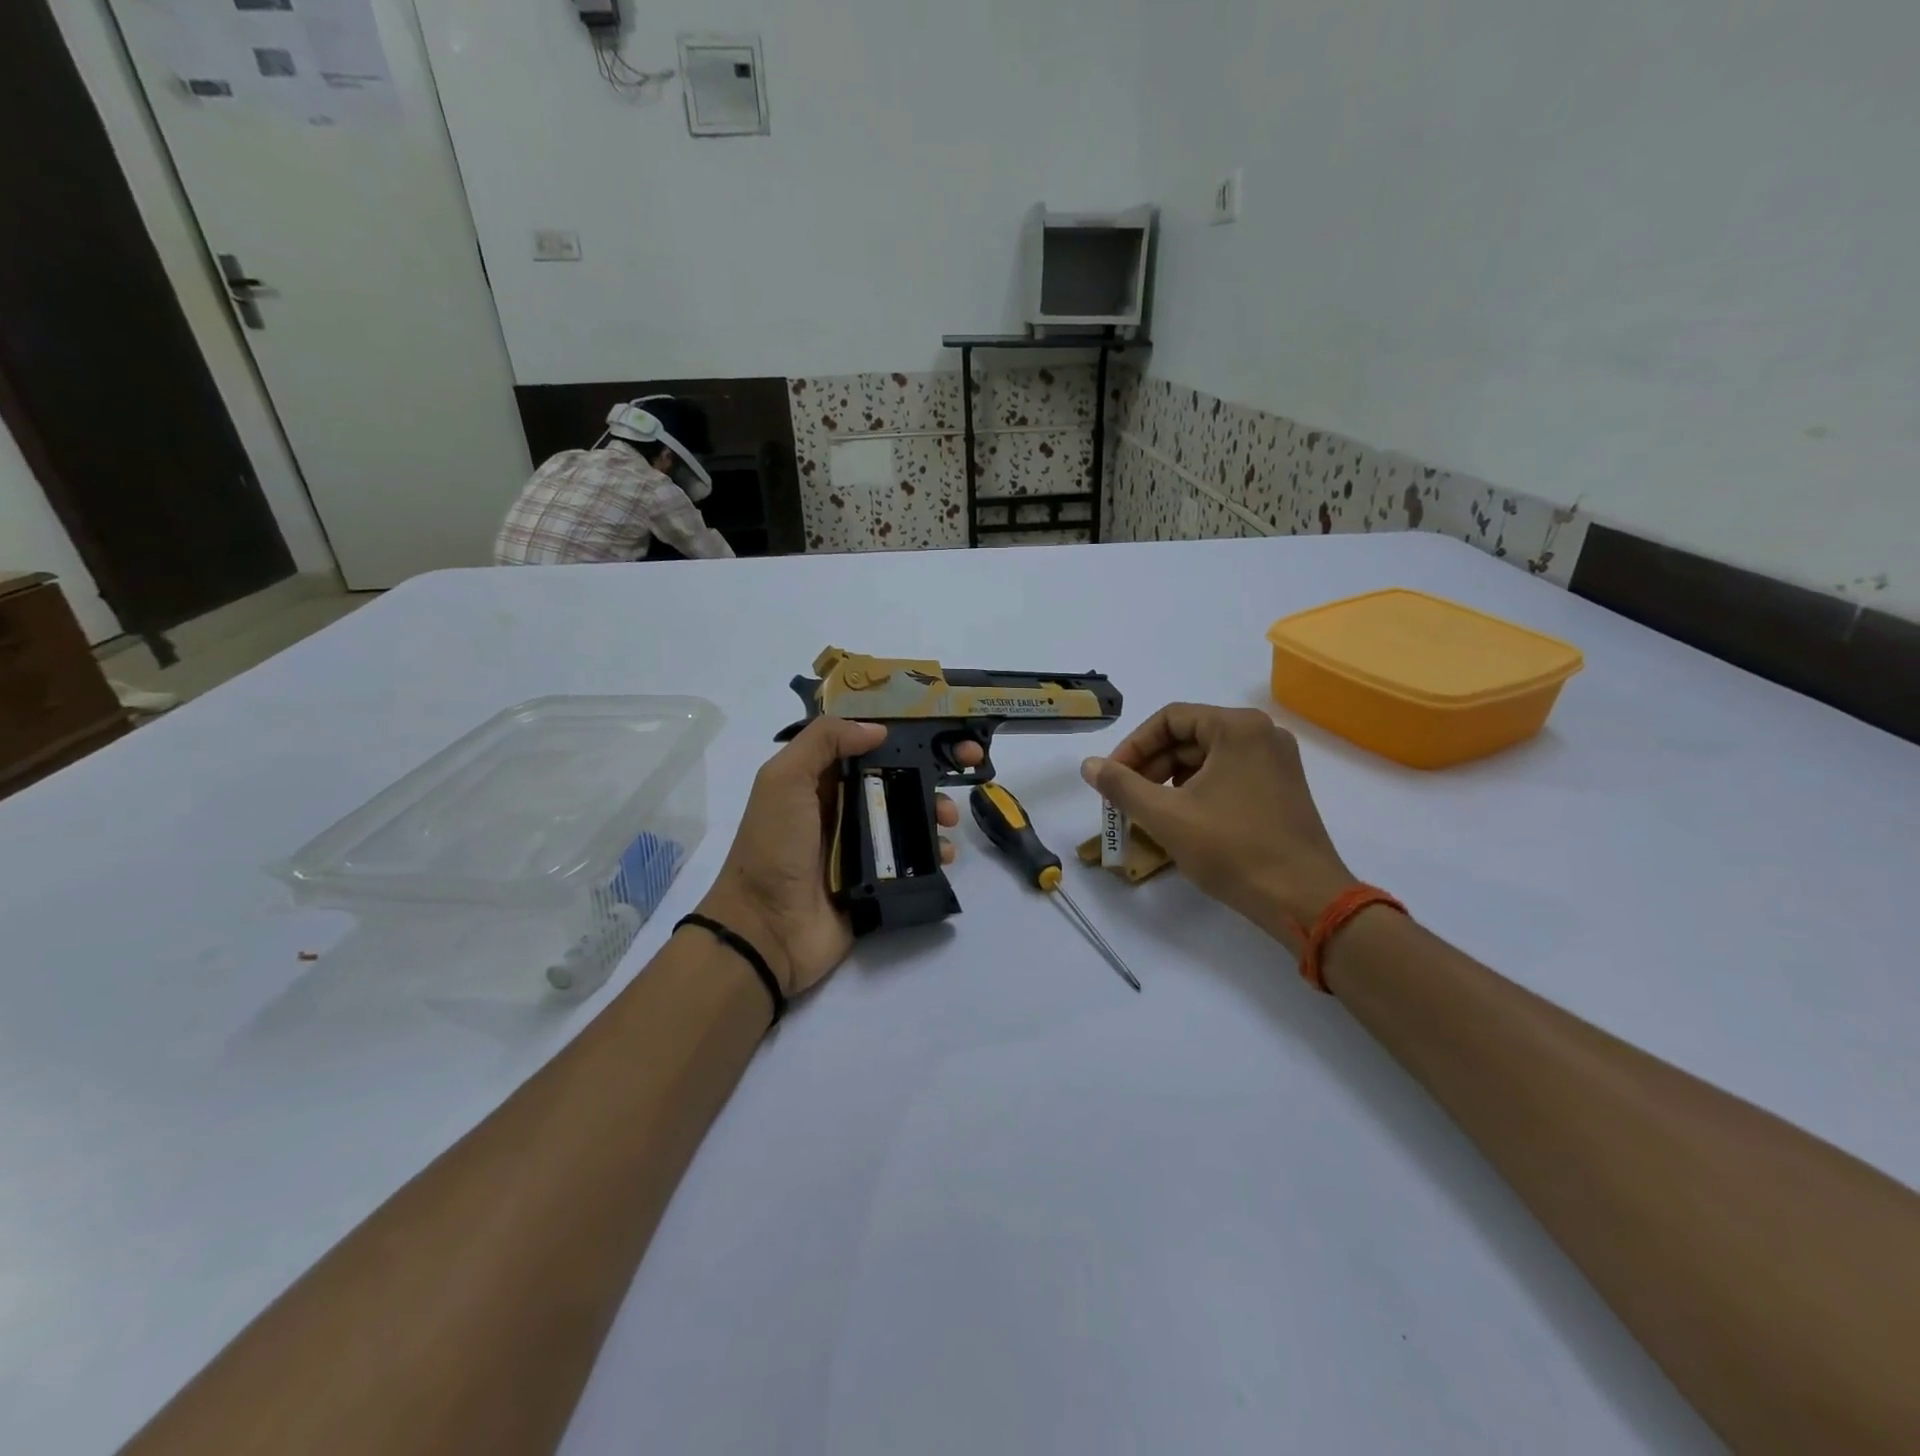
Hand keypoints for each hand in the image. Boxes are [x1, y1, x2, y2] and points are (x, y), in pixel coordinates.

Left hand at [696, 718, 978, 996]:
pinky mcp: (879, 879)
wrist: (766, 929)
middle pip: (898, 777)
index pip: (869, 745)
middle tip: (970, 763)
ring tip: (948, 819)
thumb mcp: (784, 780)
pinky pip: (915, 859)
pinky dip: (936, 852)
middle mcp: (845, 806)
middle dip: (934, 768)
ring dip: (937, 810)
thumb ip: (823, 742)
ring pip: (911, 816)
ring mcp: (863, 845)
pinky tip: (945, 853)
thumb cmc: (773, 846)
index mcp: (822, 780)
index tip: (942, 727)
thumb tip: (878, 730)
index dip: (905, 732)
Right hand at [1080, 704, 1355, 946]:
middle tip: (1125, 799)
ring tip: (1149, 812)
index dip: (1133, 746)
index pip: (1169, 719)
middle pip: (1190, 736)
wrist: (1303, 900)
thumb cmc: (1232, 849)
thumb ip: (1121, 785)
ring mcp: (1277, 762)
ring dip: (1171, 780)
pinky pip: (1229, 775)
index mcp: (1237, 728)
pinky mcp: (1282, 789)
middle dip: (1151, 765)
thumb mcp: (1166, 816)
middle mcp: (1262, 734)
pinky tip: (1183, 820)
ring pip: (1208, 758)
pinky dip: (1198, 790)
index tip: (1111, 778)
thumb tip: (1089, 765)